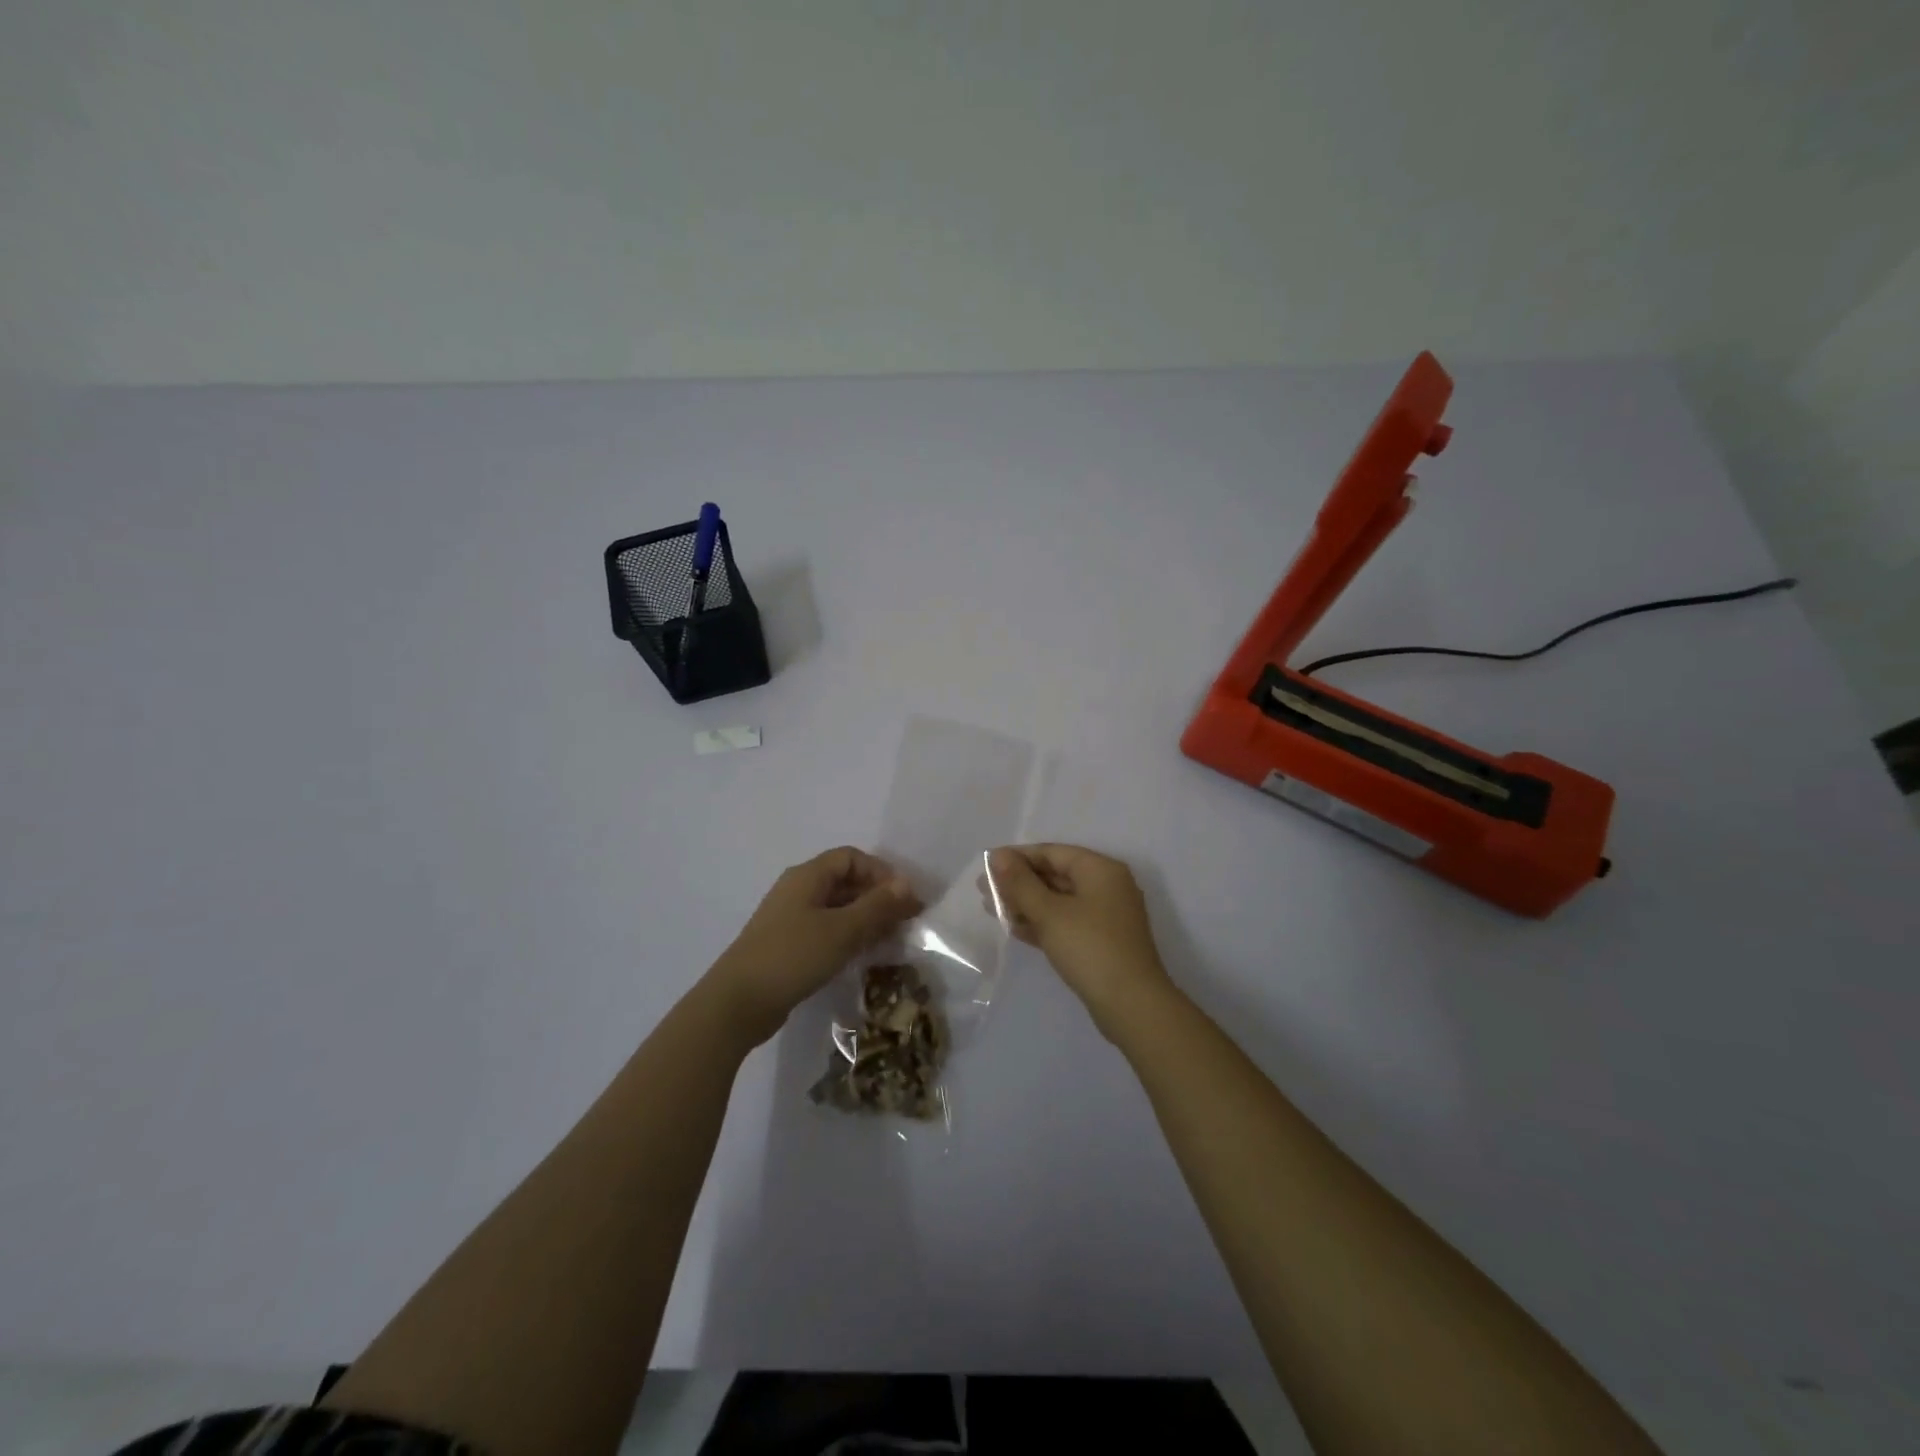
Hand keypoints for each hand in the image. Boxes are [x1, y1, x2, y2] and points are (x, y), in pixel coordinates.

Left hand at [706, 847, 922, 1047]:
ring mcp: (789, 918)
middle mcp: (797, 890)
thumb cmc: (793, 956)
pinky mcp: (786, 945)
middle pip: (845, 881)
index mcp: (808, 876)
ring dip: (864, 919)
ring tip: (889, 941)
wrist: (738, 1003)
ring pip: (836, 908)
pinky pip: (825, 930)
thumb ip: (877, 906)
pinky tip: (861, 956)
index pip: (851, 858)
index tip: (904, 899)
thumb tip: (907, 884)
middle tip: (904, 923)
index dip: (881, 872)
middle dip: (877, 897)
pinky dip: (847, 936)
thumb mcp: (843, 930)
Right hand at [989, 844, 1172, 1036]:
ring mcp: (1105, 916)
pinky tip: (1014, 929)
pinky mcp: (1101, 942)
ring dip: (1026, 904)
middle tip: (983, 890)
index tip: (986, 866)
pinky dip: (1042, 923)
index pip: (1052, 852)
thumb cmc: (1090, 948)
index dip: (1017, 857)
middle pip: (1055, 874)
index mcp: (1100, 870)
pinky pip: (1065, 922)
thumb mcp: (1049, 913)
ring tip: (990, 909)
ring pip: (1058, 901)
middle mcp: (1106, 886)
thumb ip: (1020, 883)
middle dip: (1018, 882)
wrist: (1132, 1006)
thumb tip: (997, 856)